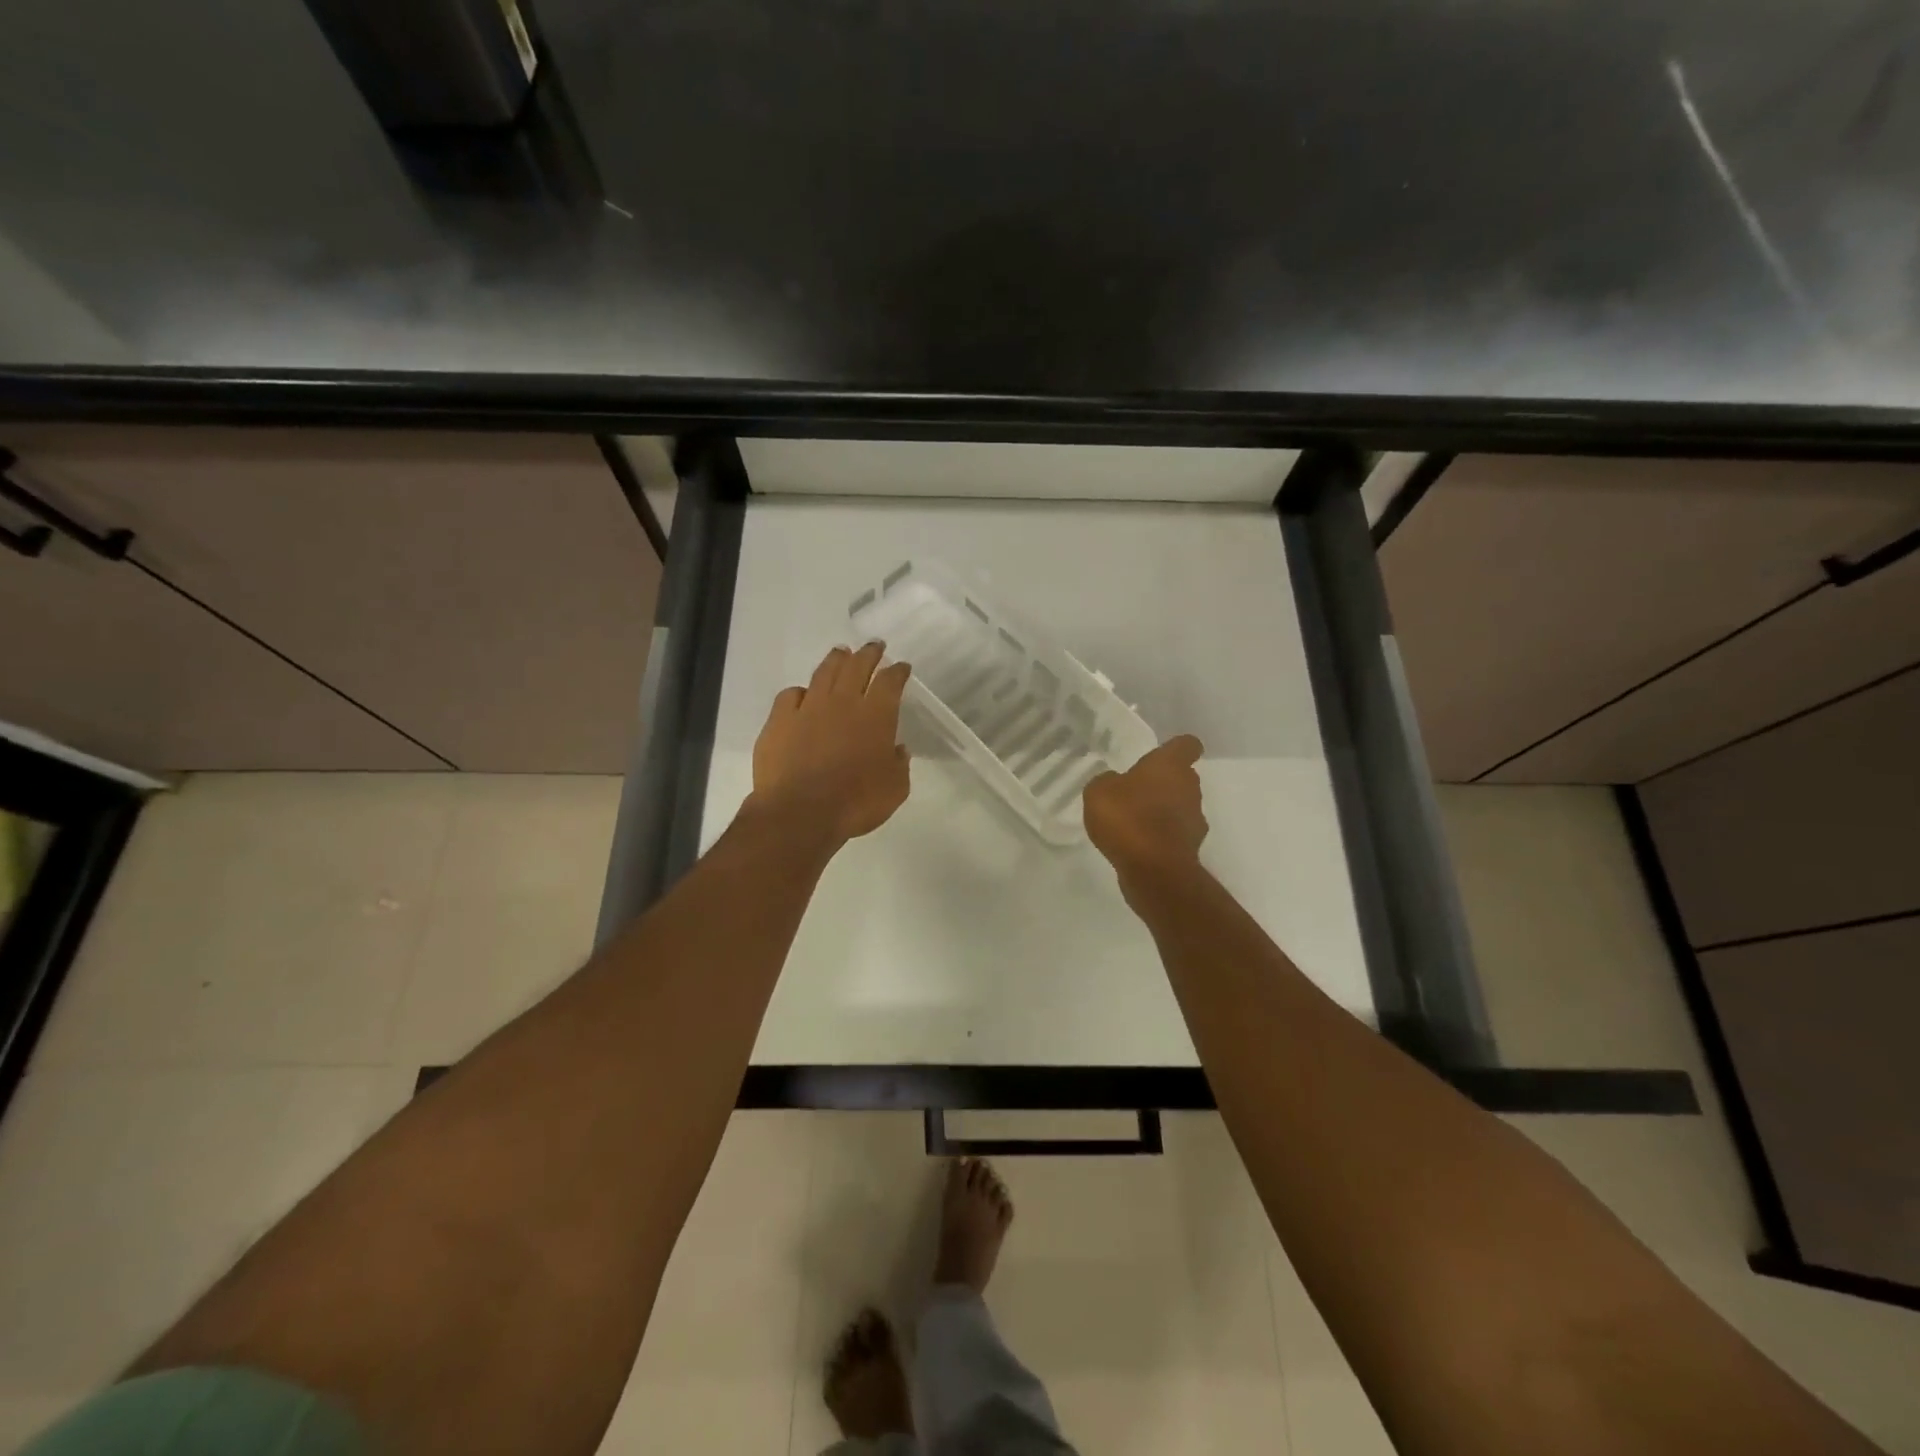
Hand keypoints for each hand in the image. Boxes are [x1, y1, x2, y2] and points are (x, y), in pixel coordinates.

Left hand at [750, 643, 911, 845]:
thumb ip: (898, 765)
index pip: (890, 682)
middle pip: (857, 666)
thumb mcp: (894, 789)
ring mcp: (808, 708)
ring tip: (841, 653)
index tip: (902, 667)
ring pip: (824, 673)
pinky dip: (800, 691)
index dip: (898, 671)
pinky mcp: (779, 720)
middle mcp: (843, 703)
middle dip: (868, 653)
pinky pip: (790, 695)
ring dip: (836, 660)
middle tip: (874, 646)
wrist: (800, 813)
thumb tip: (896, 749)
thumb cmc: (856, 803)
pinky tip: (802, 694)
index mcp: (876, 716)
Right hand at [1084, 735, 1207, 881]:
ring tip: (1134, 821)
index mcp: (1171, 765)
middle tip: (1136, 790)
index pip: (1187, 744)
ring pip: (1181, 806)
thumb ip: (1108, 781)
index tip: (1163, 753)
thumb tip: (1116, 783)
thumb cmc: (1128, 818)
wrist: (1153, 870)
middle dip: (1163, 782)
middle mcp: (1190, 788)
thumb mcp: (1099, 791)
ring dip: (1163, 810)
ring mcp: (1195, 819)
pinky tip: (1138, 844)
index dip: (1176, 747)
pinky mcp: (1190, 848)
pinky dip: (1162, 836)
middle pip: (1183, 777)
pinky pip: (1175, 833)